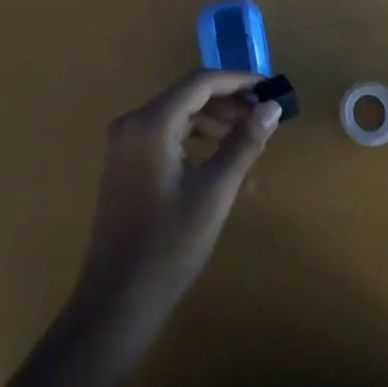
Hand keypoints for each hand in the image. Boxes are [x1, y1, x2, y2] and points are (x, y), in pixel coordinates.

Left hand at [75, 69, 282, 320]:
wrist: (115, 305)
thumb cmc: (168, 246)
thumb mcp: (215, 192)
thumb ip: (244, 143)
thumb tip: (272, 108)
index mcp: (151, 122)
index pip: (201, 82)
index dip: (239, 81)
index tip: (270, 90)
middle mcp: (133, 122)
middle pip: (189, 97)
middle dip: (230, 106)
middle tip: (264, 122)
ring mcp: (126, 145)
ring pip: (180, 118)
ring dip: (216, 128)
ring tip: (250, 149)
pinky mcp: (126, 166)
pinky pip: (167, 139)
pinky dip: (197, 146)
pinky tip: (223, 171)